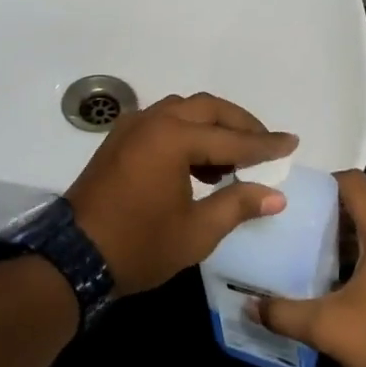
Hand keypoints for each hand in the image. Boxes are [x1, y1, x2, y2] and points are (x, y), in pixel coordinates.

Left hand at [66, 93, 297, 296]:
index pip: (231, 138)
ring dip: (213, 125)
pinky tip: (200, 162)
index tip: (292, 142)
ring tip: (236, 156)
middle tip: (265, 144)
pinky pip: (163, 122)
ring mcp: (132, 127)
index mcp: (173, 138)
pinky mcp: (119, 140)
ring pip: (183, 110)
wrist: (73, 258)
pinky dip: (188, 132)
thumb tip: (275, 194)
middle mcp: (153, 121)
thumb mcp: (196, 231)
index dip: (265, 145)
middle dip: (240, 124)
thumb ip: (237, 205)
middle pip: (207, 108)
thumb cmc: (139, 245)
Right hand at [254, 171, 365, 366]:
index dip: (325, 181)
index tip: (299, 195)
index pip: (355, 183)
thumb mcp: (328, 329)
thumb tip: (250, 306)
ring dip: (355, 241)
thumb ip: (284, 313)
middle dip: (334, 217)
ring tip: (321, 259)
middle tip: (301, 230)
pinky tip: (354, 286)